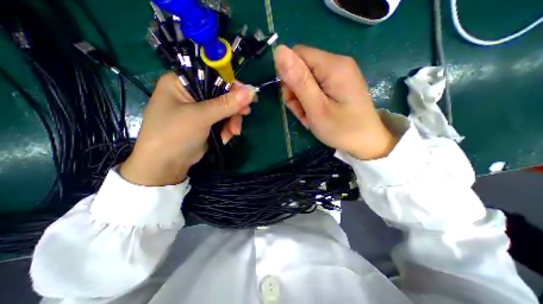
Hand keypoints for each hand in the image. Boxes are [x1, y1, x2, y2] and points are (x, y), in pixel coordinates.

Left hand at [119, 74, 253, 187]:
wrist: (166, 165)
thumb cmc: (175, 134)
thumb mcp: (201, 117)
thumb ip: (226, 104)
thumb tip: (250, 92)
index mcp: (182, 83)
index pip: (213, 76)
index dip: (233, 85)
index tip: (249, 96)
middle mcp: (191, 94)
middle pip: (222, 94)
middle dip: (234, 108)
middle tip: (245, 114)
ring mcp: (200, 110)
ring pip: (225, 110)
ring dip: (232, 122)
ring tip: (233, 133)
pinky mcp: (206, 123)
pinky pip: (223, 121)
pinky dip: (227, 129)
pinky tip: (225, 138)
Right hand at [276, 44, 396, 161]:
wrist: (367, 142)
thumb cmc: (341, 129)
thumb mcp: (316, 108)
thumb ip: (299, 80)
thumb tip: (279, 50)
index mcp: (333, 66)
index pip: (297, 54)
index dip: (287, 74)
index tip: (290, 97)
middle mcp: (337, 63)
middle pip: (302, 67)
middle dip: (295, 90)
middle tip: (301, 111)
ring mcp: (339, 74)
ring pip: (306, 79)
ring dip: (301, 98)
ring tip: (308, 116)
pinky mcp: (338, 83)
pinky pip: (315, 86)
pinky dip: (310, 100)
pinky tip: (314, 113)